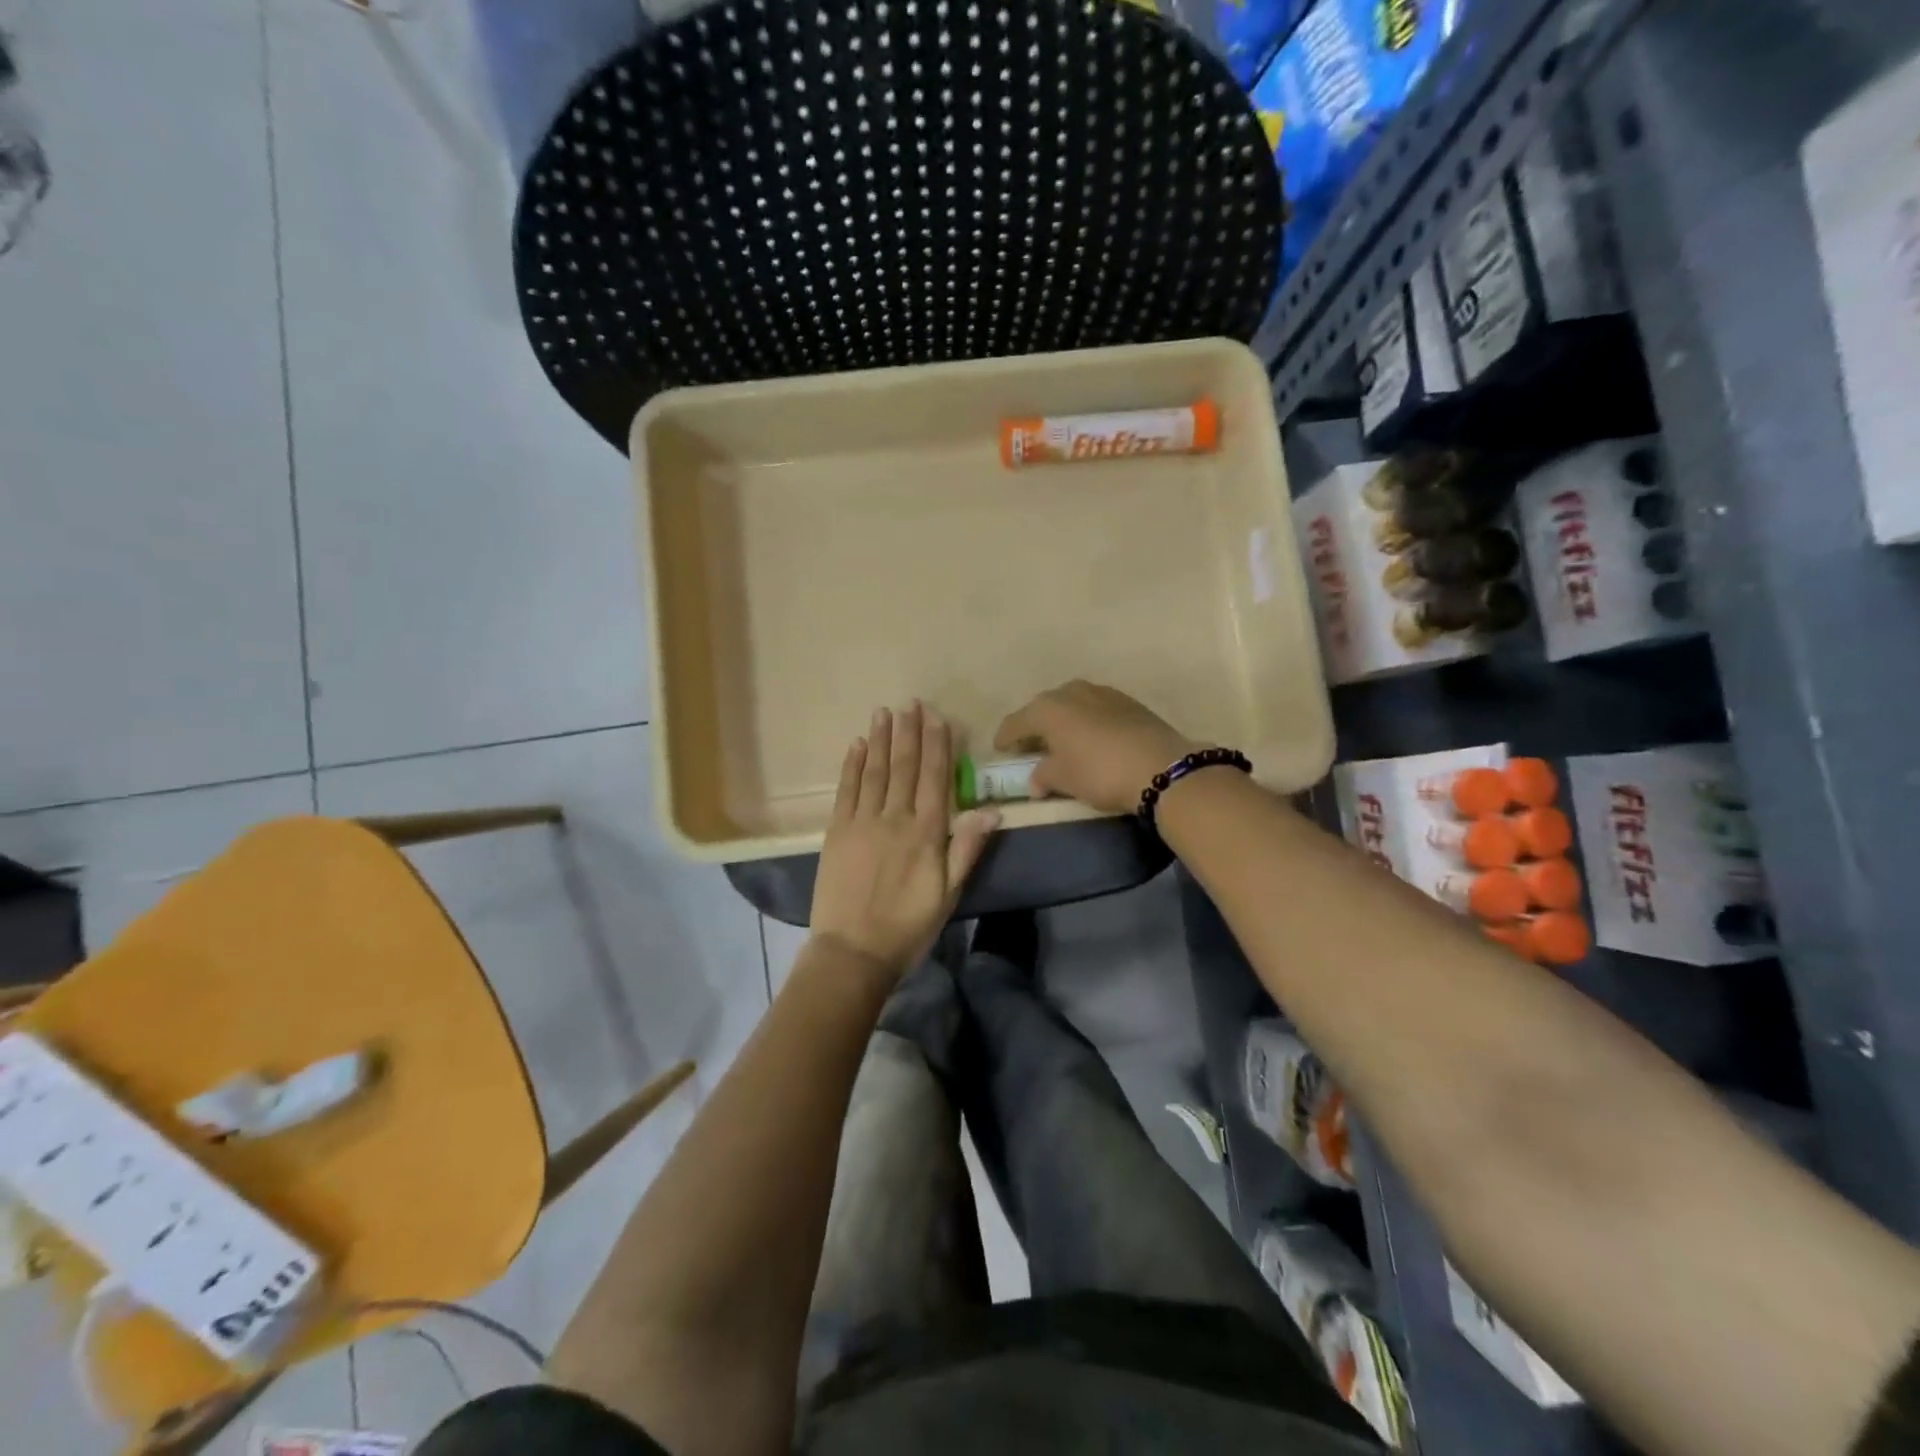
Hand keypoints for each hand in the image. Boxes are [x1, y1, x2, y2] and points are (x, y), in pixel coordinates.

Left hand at [809, 702, 1000, 979]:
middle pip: (903, 767)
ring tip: (884, 712)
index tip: (937, 717)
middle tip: (911, 703)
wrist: (853, 952)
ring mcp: (862, 822)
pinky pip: (846, 790)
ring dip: (880, 740)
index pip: (934, 778)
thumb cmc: (908, 926)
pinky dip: (852, 765)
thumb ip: (967, 848)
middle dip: (909, 732)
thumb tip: (992, 809)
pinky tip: (856, 745)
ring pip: (874, 772)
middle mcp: (894, 818)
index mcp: (925, 833)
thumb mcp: (949, 894)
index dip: (936, 745)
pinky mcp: (836, 832)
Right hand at [994, 680, 1199, 814]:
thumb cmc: (1099, 772)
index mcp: (1047, 708)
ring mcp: (1102, 693)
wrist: (1161, 767)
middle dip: (1035, 726)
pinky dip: (1087, 721)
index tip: (1000, 750)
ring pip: (1072, 704)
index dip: (1005, 737)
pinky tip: (1093, 738)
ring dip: (1064, 720)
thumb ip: (1044, 776)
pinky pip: (1096, 708)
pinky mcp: (1128, 701)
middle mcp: (1071, 692)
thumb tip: (1036, 780)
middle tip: (1032, 746)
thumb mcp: (1064, 780)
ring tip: (1063, 741)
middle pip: (1044, 707)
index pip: (1016, 722)